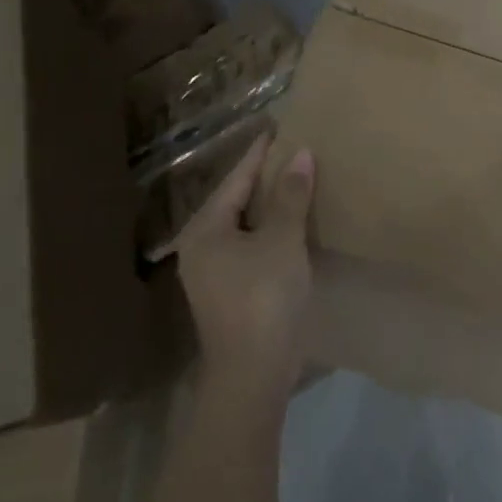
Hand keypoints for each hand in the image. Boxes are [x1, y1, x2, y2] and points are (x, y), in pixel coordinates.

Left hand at [174, 131, 314, 404]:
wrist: (253, 374)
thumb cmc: (264, 298)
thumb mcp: (282, 241)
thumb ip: (291, 196)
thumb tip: (300, 154)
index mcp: (205, 230)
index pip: (236, 179)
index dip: (259, 153)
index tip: (276, 128)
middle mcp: (200, 247)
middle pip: (235, 201)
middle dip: (263, 177)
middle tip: (290, 151)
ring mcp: (212, 274)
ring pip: (243, 226)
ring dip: (268, 205)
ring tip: (294, 182)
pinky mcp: (229, 293)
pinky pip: (250, 246)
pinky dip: (269, 230)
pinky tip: (290, 226)